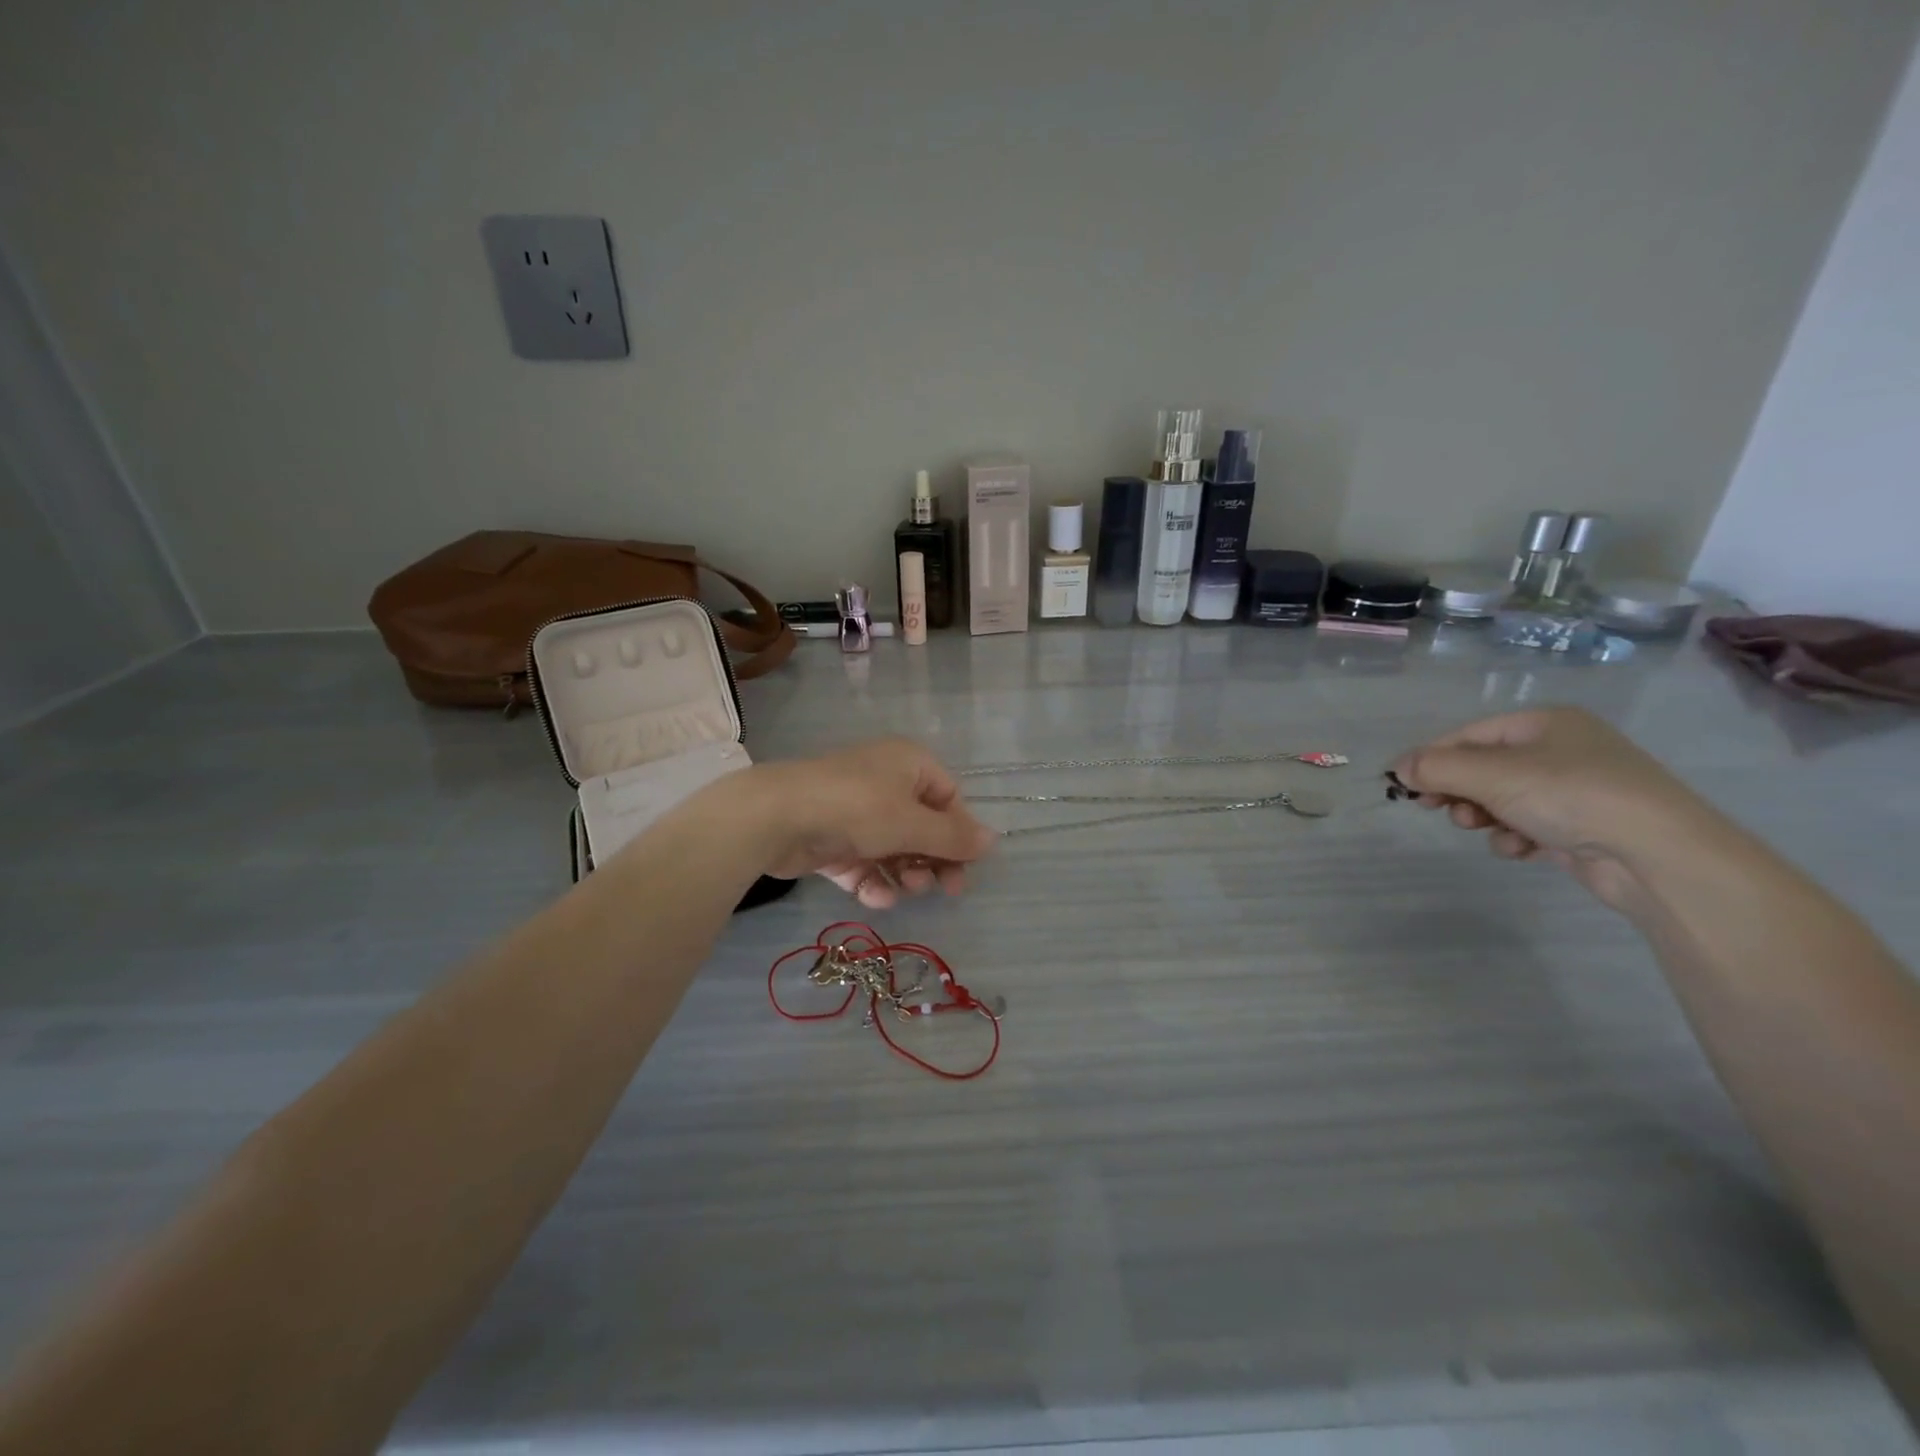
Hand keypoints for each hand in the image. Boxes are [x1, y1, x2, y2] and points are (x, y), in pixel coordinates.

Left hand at [750, 739, 997, 908]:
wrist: (776, 816)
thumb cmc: (856, 808)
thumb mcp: (912, 823)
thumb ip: (953, 837)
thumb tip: (994, 840)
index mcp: (909, 765)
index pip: (949, 799)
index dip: (959, 833)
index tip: (966, 867)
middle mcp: (884, 783)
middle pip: (923, 827)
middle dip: (933, 860)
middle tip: (944, 890)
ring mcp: (855, 812)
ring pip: (894, 849)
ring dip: (905, 874)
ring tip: (905, 891)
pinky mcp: (831, 840)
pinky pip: (863, 863)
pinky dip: (872, 881)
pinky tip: (876, 898)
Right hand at [1390, 707, 1708, 913]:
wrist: (1660, 856)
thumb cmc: (1571, 796)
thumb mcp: (1492, 775)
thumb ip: (1436, 768)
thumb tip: (1398, 768)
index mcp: (1544, 723)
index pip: (1468, 735)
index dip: (1433, 758)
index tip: (1406, 786)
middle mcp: (1561, 750)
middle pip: (1483, 768)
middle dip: (1459, 791)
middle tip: (1437, 808)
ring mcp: (1575, 790)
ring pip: (1502, 799)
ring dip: (1484, 817)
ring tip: (1484, 830)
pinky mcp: (1582, 827)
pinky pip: (1528, 825)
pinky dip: (1515, 837)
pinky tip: (1521, 848)